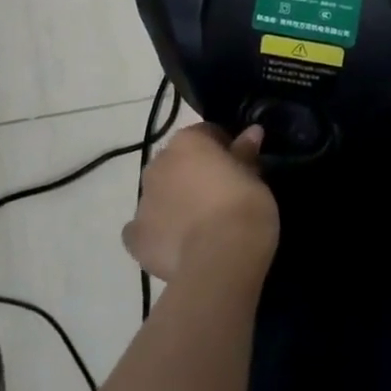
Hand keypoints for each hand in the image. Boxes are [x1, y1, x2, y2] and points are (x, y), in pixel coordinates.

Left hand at [124, 124, 277, 283]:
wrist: (222, 258)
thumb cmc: (243, 206)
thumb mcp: (255, 175)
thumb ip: (246, 152)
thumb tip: (252, 132)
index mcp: (186, 141)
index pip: (205, 134)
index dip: (223, 148)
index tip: (239, 167)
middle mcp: (158, 164)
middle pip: (177, 162)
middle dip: (193, 173)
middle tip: (220, 195)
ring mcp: (143, 201)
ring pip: (159, 193)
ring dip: (174, 201)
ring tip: (200, 226)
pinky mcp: (136, 237)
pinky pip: (142, 229)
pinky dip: (156, 233)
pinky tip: (174, 245)